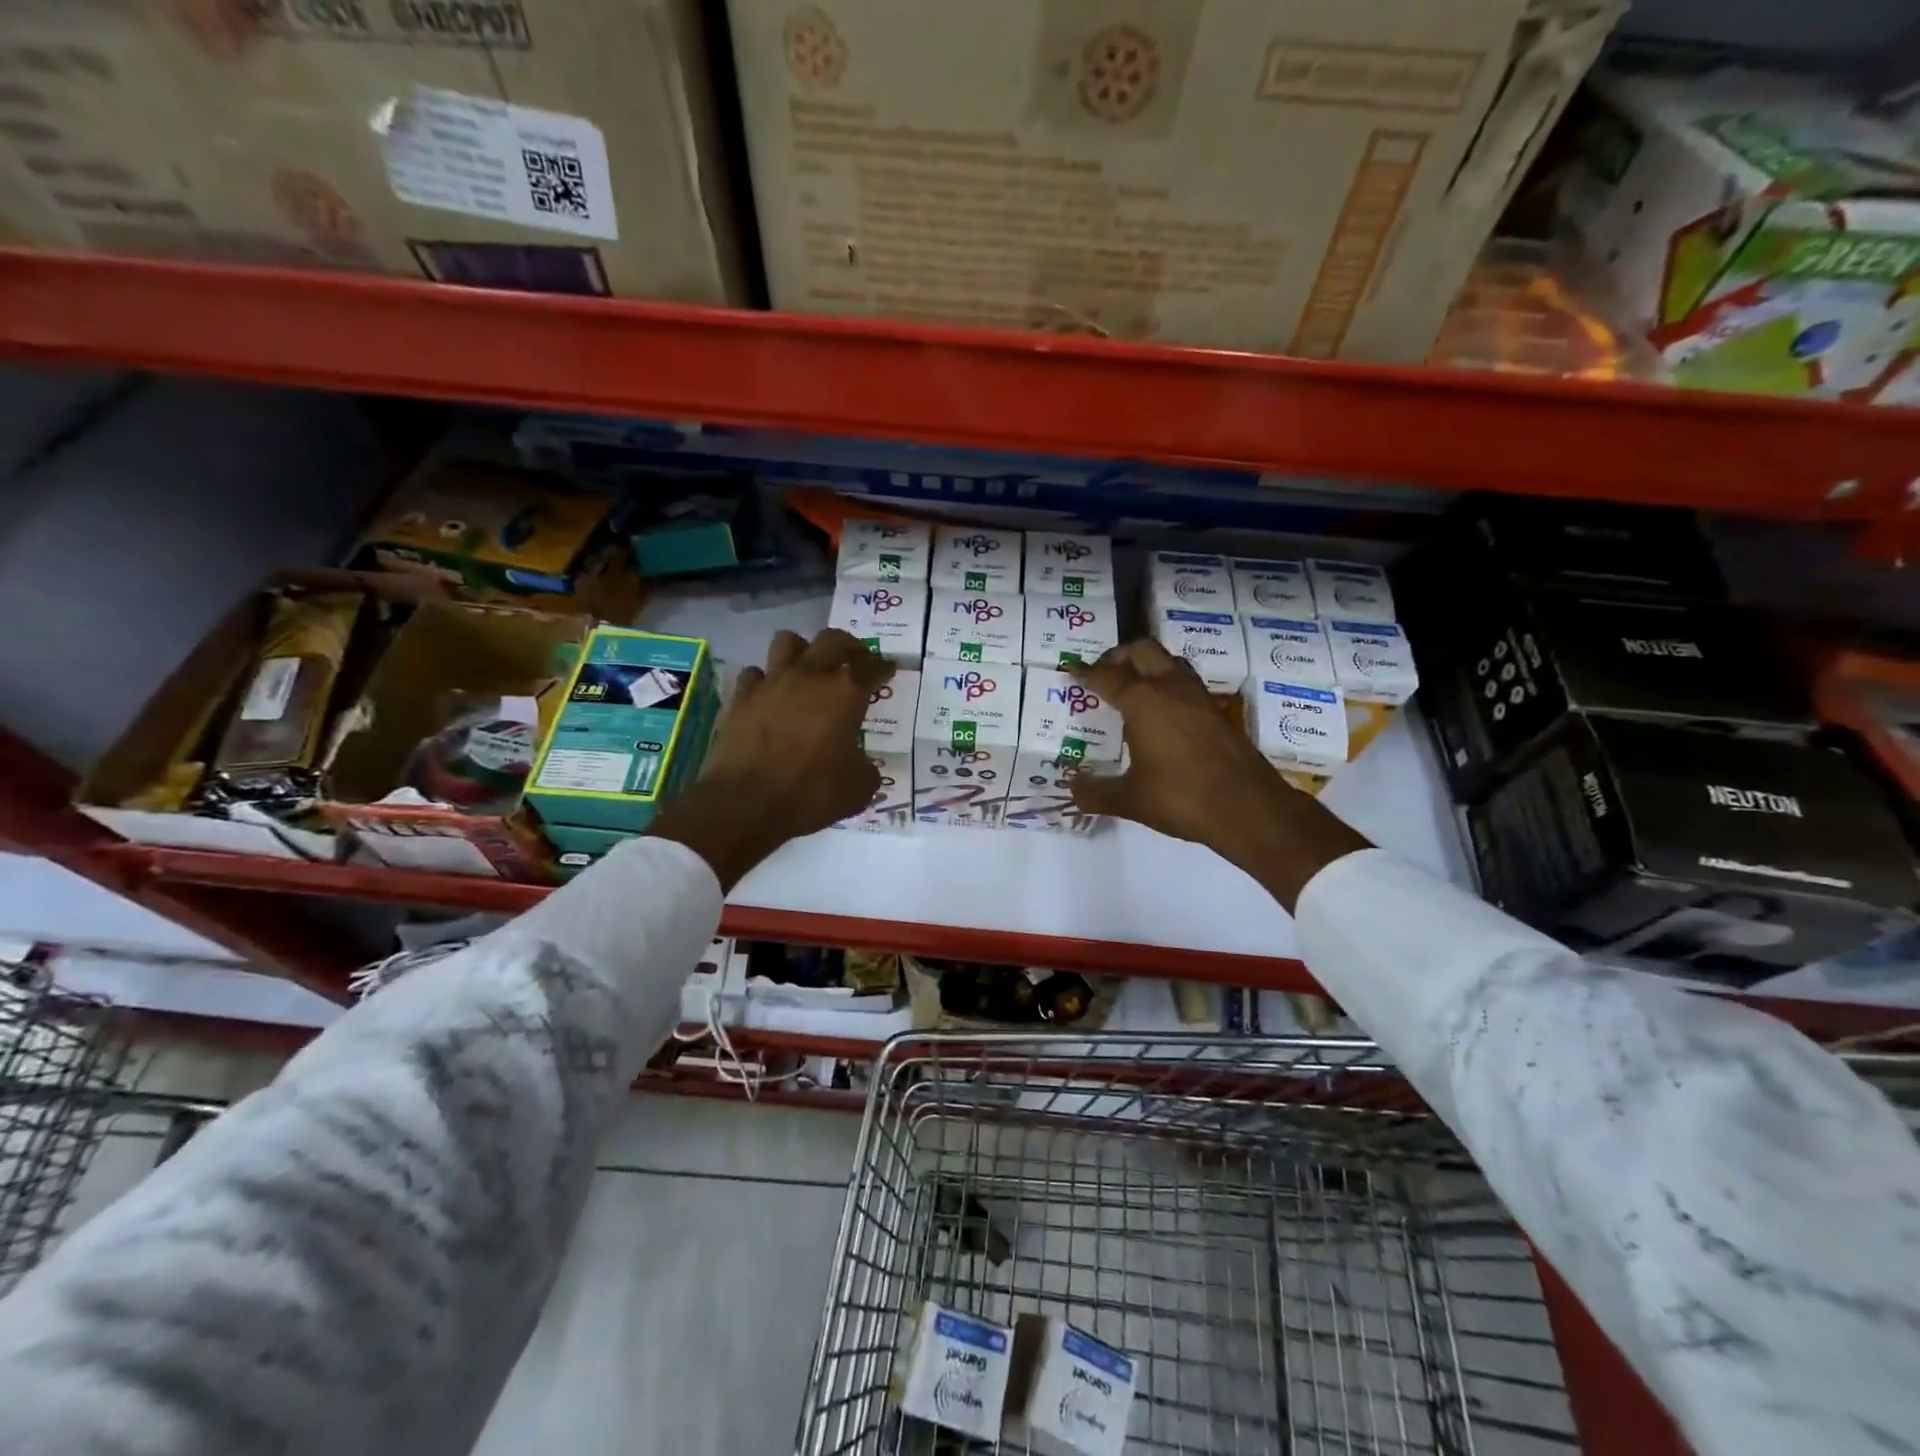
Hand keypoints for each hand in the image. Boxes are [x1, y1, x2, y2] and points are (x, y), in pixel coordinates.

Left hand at [648, 629, 892, 887]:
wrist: (745, 803)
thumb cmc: (810, 793)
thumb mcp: (857, 789)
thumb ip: (866, 768)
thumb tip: (863, 765)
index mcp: (846, 692)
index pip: (872, 667)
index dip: (884, 667)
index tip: (889, 669)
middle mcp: (810, 675)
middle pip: (833, 639)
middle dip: (849, 646)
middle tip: (855, 659)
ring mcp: (772, 681)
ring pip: (789, 641)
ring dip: (803, 650)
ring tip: (809, 667)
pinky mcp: (742, 696)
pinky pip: (756, 673)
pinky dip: (765, 679)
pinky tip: (770, 694)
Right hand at [1068, 639, 1370, 909]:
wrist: (1248, 808)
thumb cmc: (1181, 798)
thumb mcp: (1130, 800)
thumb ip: (1095, 792)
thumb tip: (1072, 788)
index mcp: (1143, 701)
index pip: (1106, 676)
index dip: (1084, 672)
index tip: (1070, 669)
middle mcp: (1170, 688)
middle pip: (1141, 651)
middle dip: (1117, 657)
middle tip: (1102, 675)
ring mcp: (1197, 697)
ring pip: (1168, 660)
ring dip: (1146, 664)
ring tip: (1131, 687)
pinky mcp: (1216, 711)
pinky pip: (1185, 681)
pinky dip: (1167, 682)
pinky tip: (1162, 710)